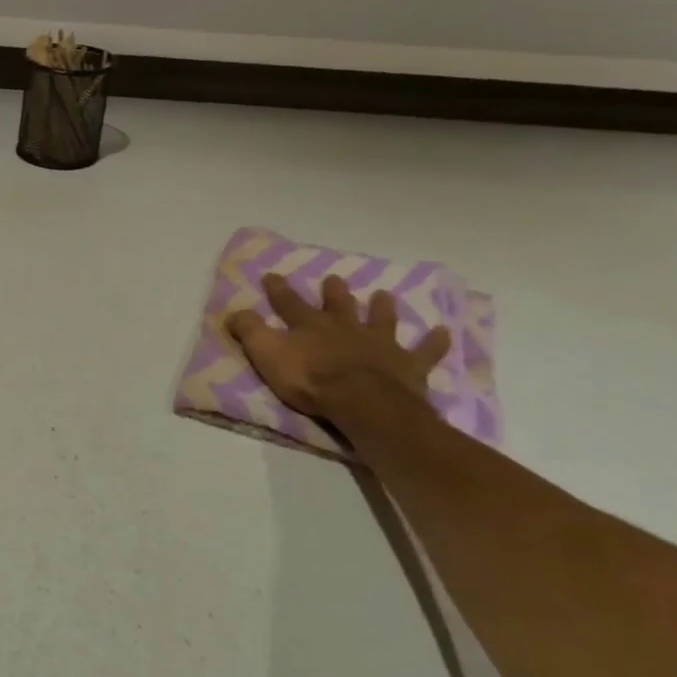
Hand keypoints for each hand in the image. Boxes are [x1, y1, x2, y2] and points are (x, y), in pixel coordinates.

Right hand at [224, 274, 450, 421]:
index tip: (272, 275)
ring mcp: (380, 344)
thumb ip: (249, 332)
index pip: (289, 303)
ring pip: (381, 320)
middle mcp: (345, 328)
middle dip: (334, 292)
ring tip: (384, 295)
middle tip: (334, 279)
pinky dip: (434, 342)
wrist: (362, 402)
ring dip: (382, 308)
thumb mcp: (267, 354)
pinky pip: (425, 352)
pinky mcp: (408, 365)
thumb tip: (233, 312)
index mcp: (310, 326)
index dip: (279, 290)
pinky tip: (443, 332)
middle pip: (339, 306)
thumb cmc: (310, 380)